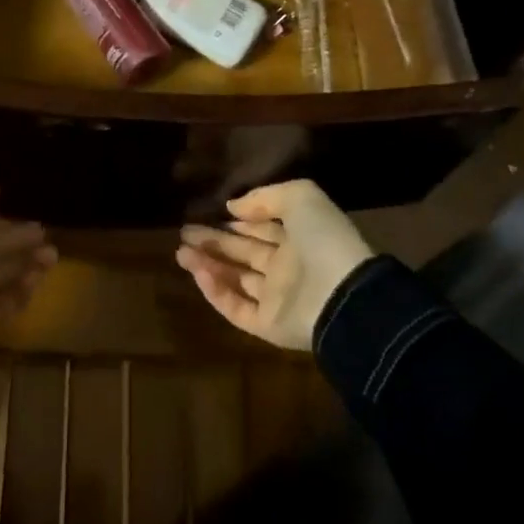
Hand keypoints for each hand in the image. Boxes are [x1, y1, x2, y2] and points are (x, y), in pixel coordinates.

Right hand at [176, 179, 373, 350]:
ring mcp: (279, 299)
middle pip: (244, 253)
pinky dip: (216, 293)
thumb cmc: (322, 238)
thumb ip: (264, 197)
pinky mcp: (269, 326)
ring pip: (237, 280)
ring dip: (208, 266)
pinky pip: (237, 309)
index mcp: (300, 237)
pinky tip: (198, 274)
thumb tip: (233, 207)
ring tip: (180, 252)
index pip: (262, 229)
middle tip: (184, 232)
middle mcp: (288, 267)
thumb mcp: (300, 197)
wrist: (343, 294)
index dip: (237, 222)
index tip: (210, 213)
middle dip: (214, 242)